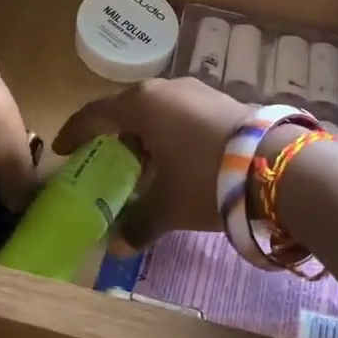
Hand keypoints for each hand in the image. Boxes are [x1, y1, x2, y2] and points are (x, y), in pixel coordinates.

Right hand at [52, 77, 251, 248]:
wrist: (276, 163)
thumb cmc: (205, 178)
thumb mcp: (168, 206)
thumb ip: (138, 223)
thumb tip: (117, 248)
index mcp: (141, 105)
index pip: (95, 114)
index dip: (75, 131)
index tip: (62, 148)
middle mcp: (164, 89)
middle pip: (127, 109)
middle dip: (113, 135)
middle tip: (105, 160)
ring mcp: (195, 90)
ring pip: (158, 111)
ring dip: (145, 135)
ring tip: (144, 166)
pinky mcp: (221, 99)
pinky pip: (181, 113)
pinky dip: (170, 133)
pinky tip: (178, 159)